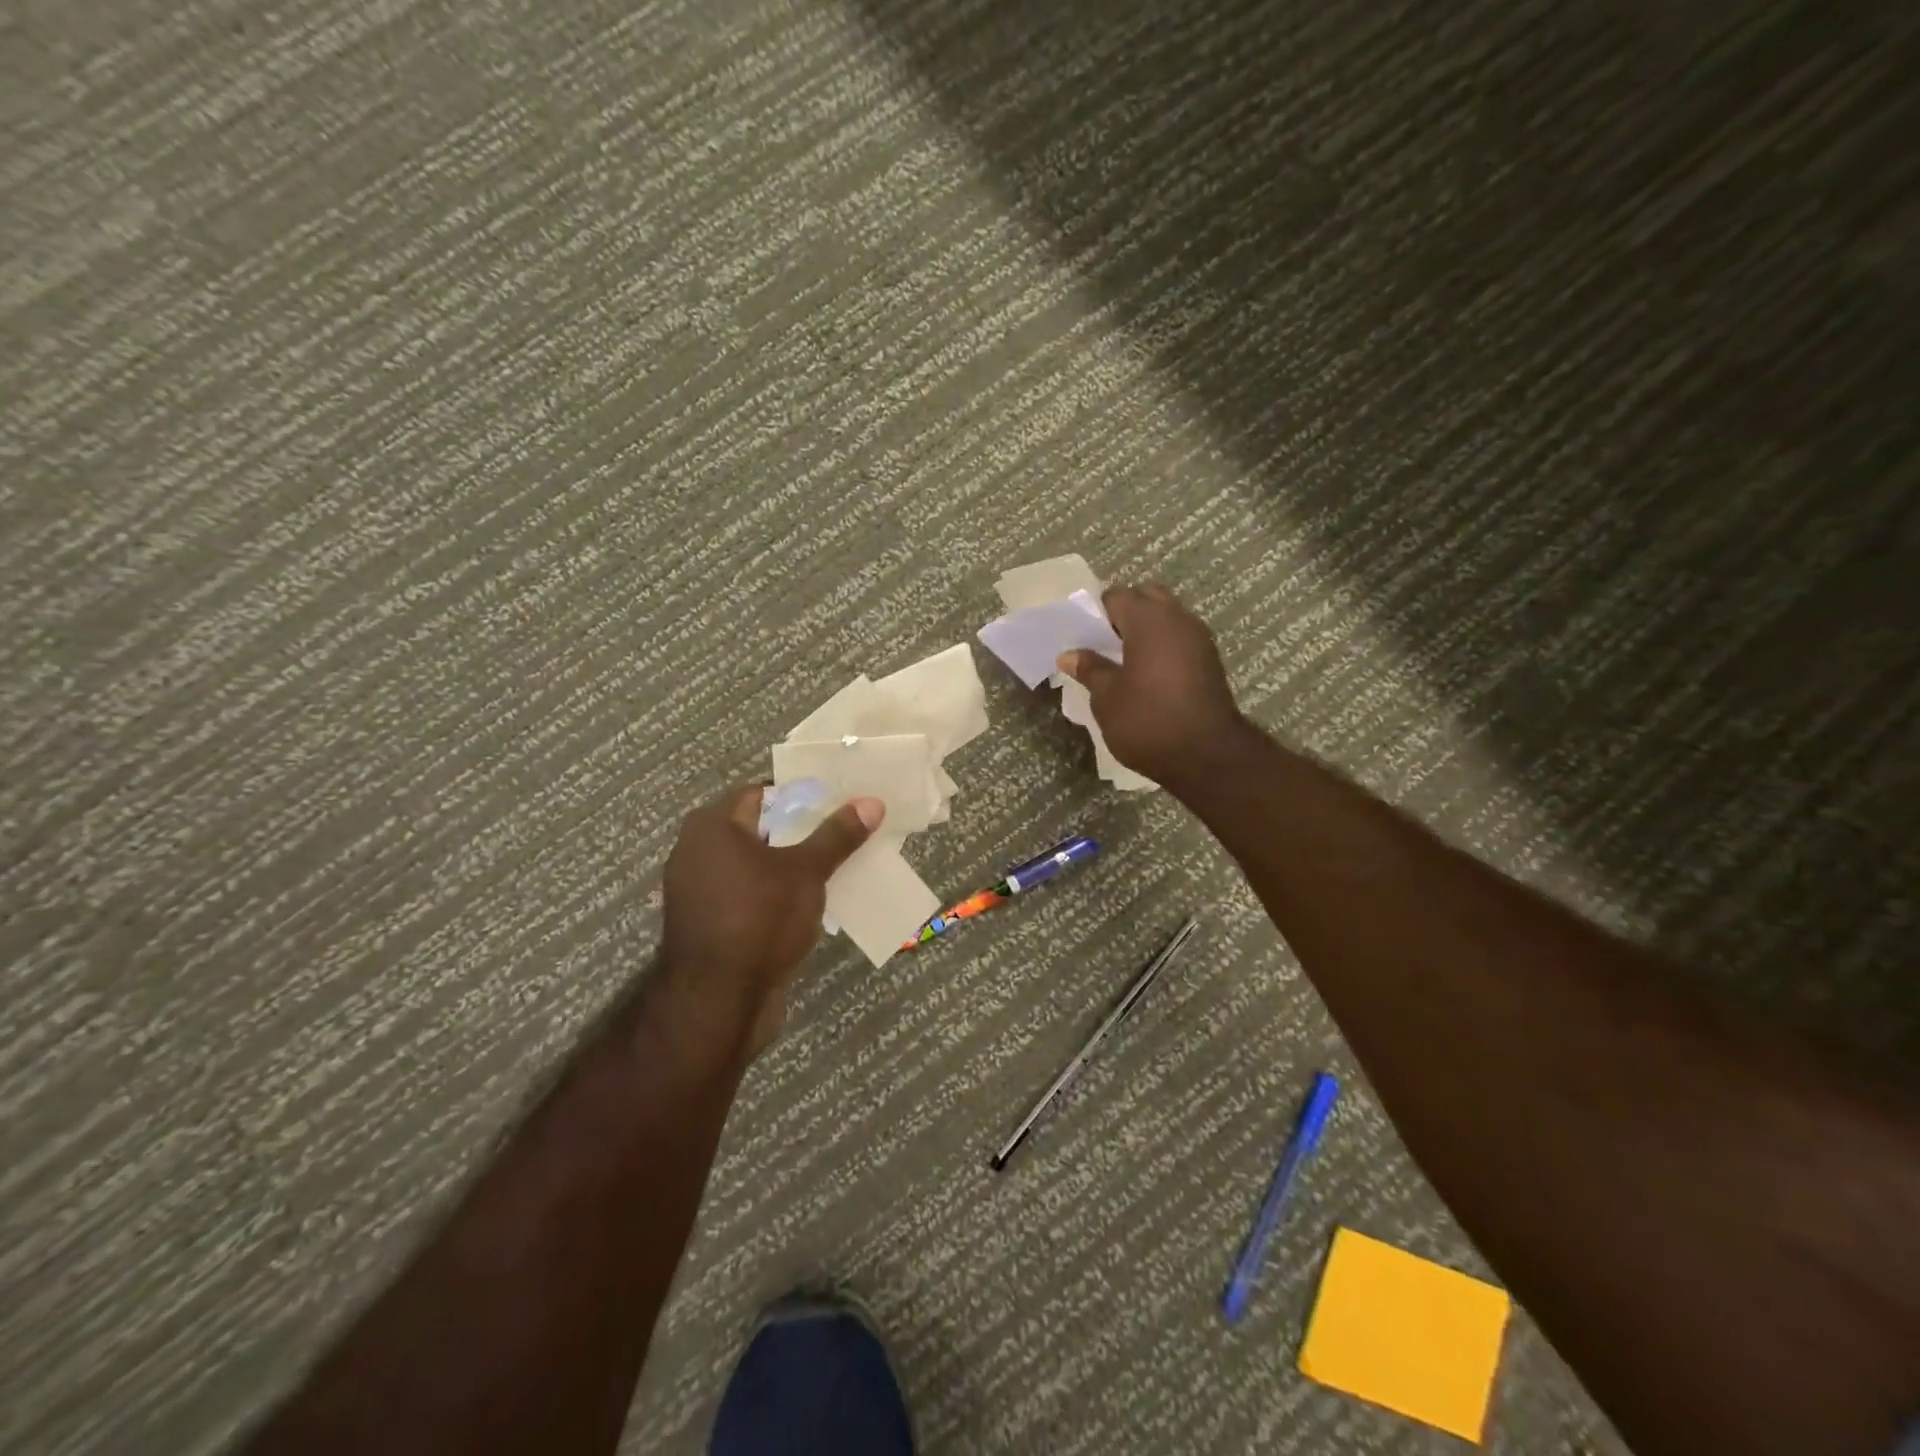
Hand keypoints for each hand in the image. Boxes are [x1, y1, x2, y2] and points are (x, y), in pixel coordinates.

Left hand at [659, 787, 882, 1056]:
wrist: (717, 1003)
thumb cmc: (759, 919)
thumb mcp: (807, 871)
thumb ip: (837, 835)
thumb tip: (871, 802)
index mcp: (712, 826)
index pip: (762, 793)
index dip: (802, 797)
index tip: (839, 805)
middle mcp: (696, 851)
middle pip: (760, 829)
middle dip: (802, 834)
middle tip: (845, 836)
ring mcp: (699, 890)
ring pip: (756, 866)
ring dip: (791, 868)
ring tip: (836, 869)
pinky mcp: (708, 924)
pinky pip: (748, 896)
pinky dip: (775, 896)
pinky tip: (809, 906)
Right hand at [1056, 584, 1244, 786]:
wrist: (1207, 756)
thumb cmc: (1148, 721)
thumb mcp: (1106, 697)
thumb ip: (1089, 669)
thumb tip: (1070, 654)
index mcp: (1149, 619)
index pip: (1116, 597)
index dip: (1096, 614)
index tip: (1082, 638)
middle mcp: (1178, 618)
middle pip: (1147, 598)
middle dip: (1124, 615)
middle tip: (1103, 645)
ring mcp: (1199, 639)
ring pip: (1167, 618)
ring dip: (1145, 631)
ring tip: (1123, 662)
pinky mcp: (1210, 661)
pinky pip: (1180, 639)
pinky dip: (1162, 647)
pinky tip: (1147, 676)